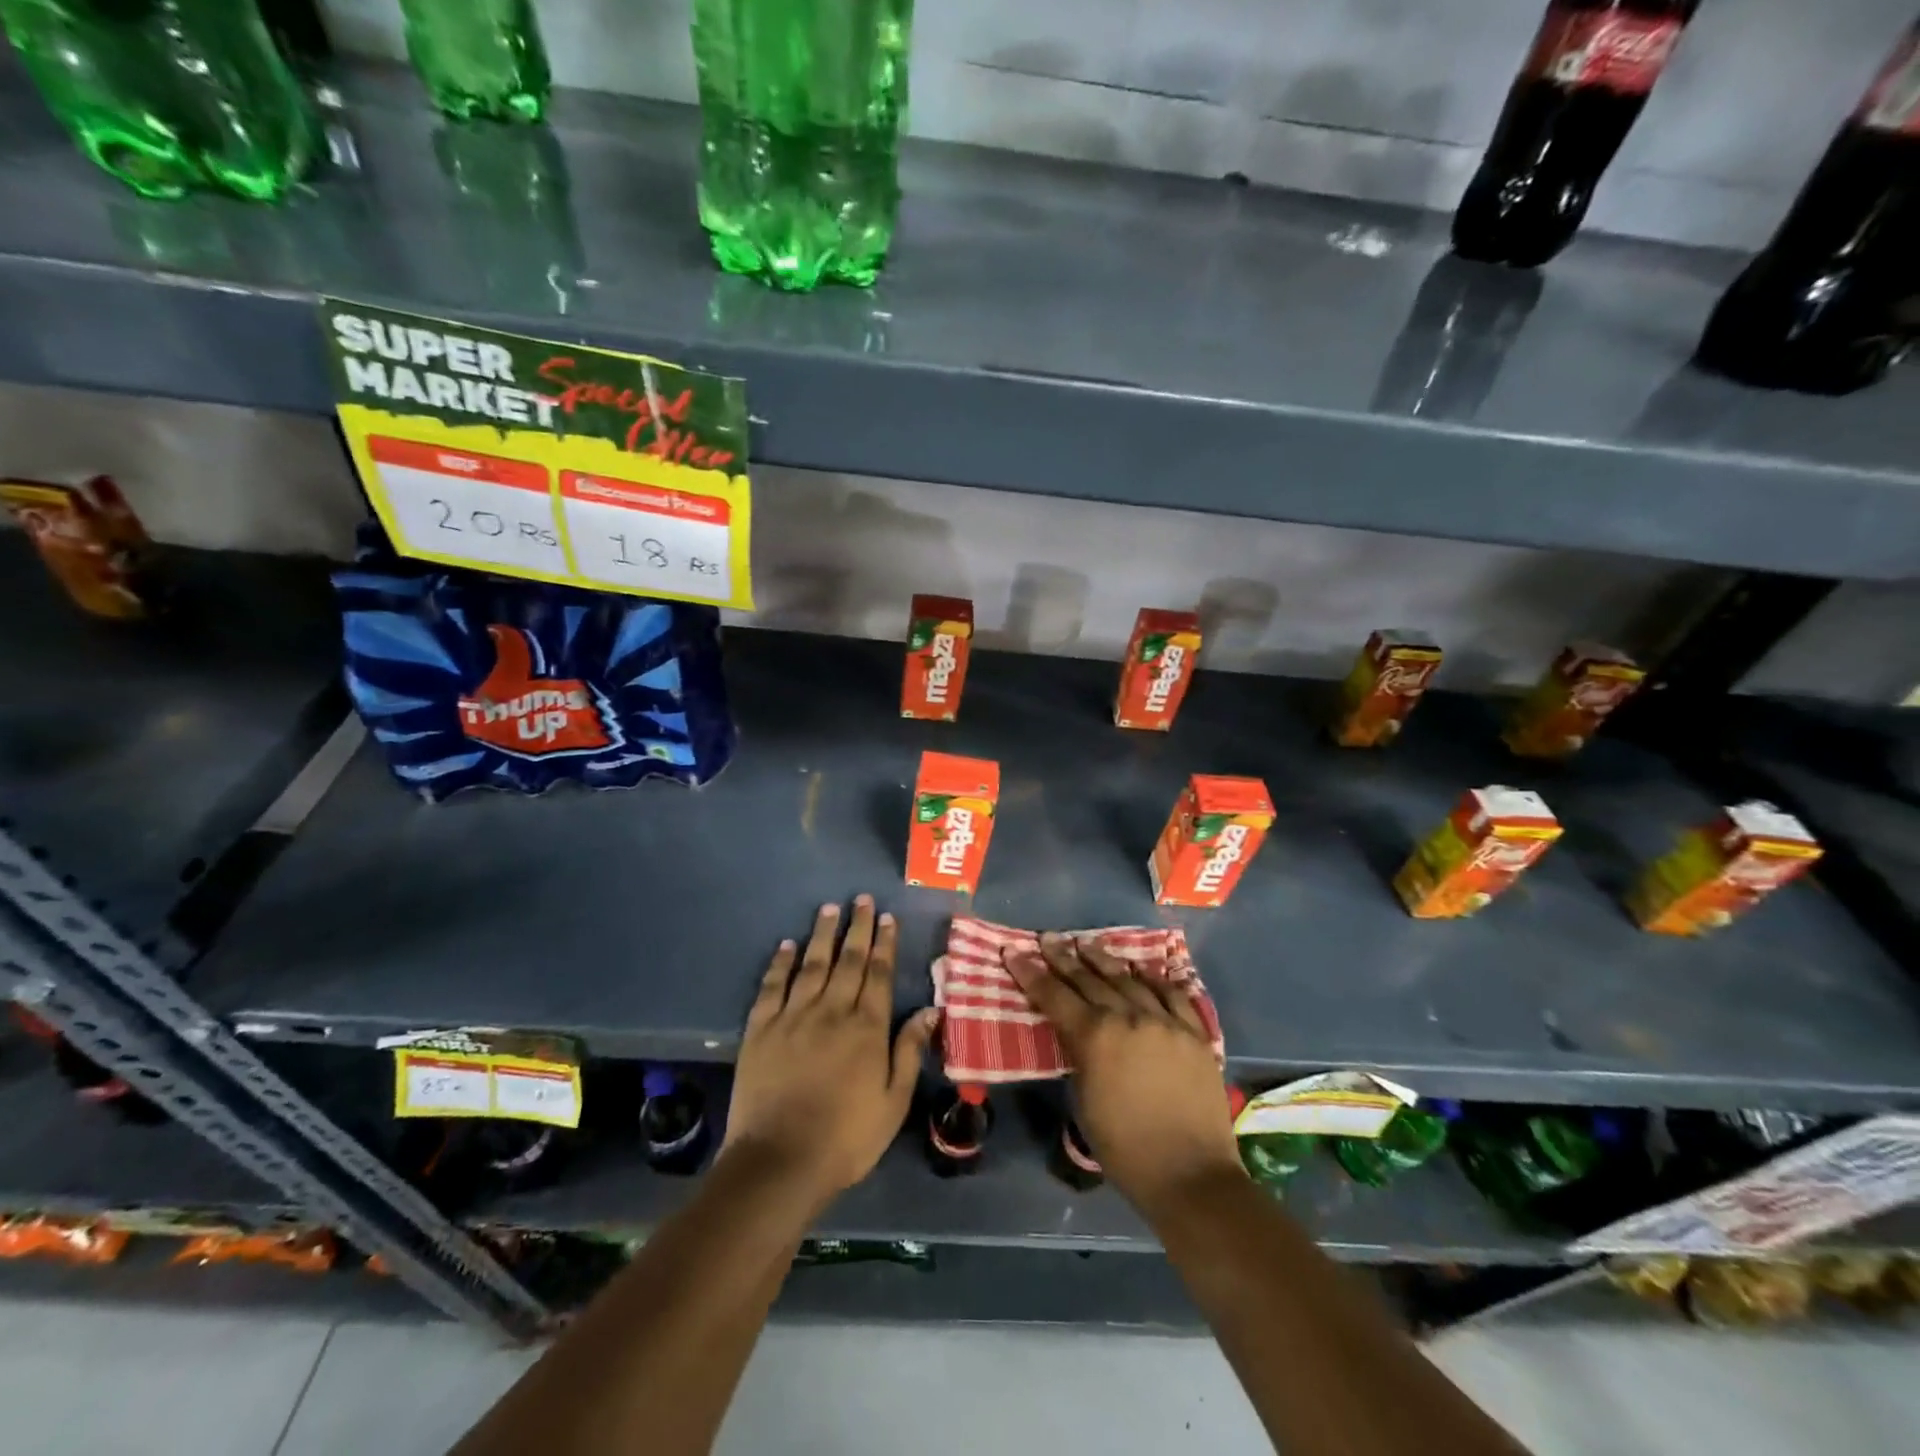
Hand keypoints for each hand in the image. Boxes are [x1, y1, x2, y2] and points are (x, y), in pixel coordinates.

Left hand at [721, 896, 937, 1212]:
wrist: (779, 1161)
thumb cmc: (846, 1138)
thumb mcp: (893, 1102)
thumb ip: (909, 1052)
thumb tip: (929, 1010)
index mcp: (867, 1028)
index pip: (878, 974)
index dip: (884, 943)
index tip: (887, 917)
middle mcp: (832, 1011)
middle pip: (848, 960)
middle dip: (857, 927)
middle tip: (861, 899)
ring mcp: (793, 1017)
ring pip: (812, 964)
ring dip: (822, 934)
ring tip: (829, 908)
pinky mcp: (760, 1029)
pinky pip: (772, 986)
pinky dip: (780, 963)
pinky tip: (786, 945)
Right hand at [1007, 933, 1243, 1218]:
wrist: (1192, 1176)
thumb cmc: (1126, 1149)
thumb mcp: (1085, 1102)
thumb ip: (1078, 1056)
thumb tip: (1075, 1033)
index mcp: (1095, 1037)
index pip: (1054, 995)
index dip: (1031, 973)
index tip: (1014, 952)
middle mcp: (1128, 1017)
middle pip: (1089, 979)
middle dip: (1064, 957)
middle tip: (1048, 939)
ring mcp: (1165, 1021)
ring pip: (1129, 979)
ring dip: (1104, 960)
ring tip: (1088, 944)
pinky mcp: (1194, 1032)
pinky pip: (1173, 994)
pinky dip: (1154, 979)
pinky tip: (1143, 969)